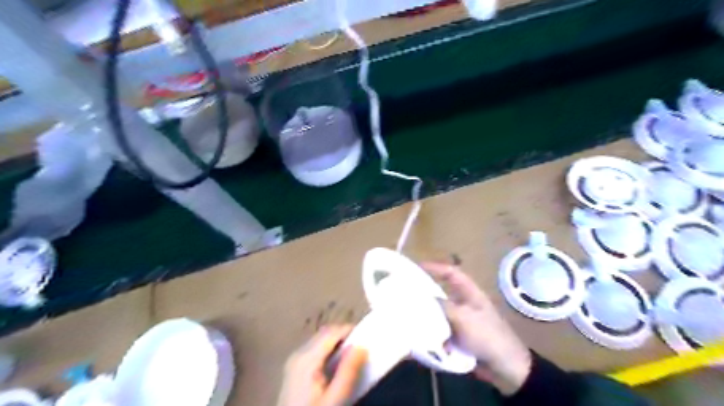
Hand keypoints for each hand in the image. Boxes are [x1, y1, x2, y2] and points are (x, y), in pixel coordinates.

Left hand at [278, 325, 368, 404]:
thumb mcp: (335, 398)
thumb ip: (348, 371)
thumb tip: (361, 346)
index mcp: (306, 358)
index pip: (332, 331)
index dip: (350, 330)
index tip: (367, 338)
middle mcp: (298, 354)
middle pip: (325, 334)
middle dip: (344, 337)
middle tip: (362, 348)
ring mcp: (294, 362)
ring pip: (320, 341)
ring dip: (337, 344)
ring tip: (352, 358)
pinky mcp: (294, 370)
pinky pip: (314, 351)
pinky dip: (328, 352)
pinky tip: (336, 367)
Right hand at [419, 261, 529, 394]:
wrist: (504, 367)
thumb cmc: (486, 335)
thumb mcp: (463, 316)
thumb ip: (442, 305)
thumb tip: (421, 298)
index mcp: (469, 293)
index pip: (451, 273)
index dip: (435, 267)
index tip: (416, 267)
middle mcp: (463, 303)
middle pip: (441, 293)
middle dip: (425, 294)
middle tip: (406, 294)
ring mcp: (461, 321)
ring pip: (438, 313)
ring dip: (427, 316)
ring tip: (408, 316)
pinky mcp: (458, 337)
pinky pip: (440, 330)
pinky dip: (432, 333)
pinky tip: (420, 337)